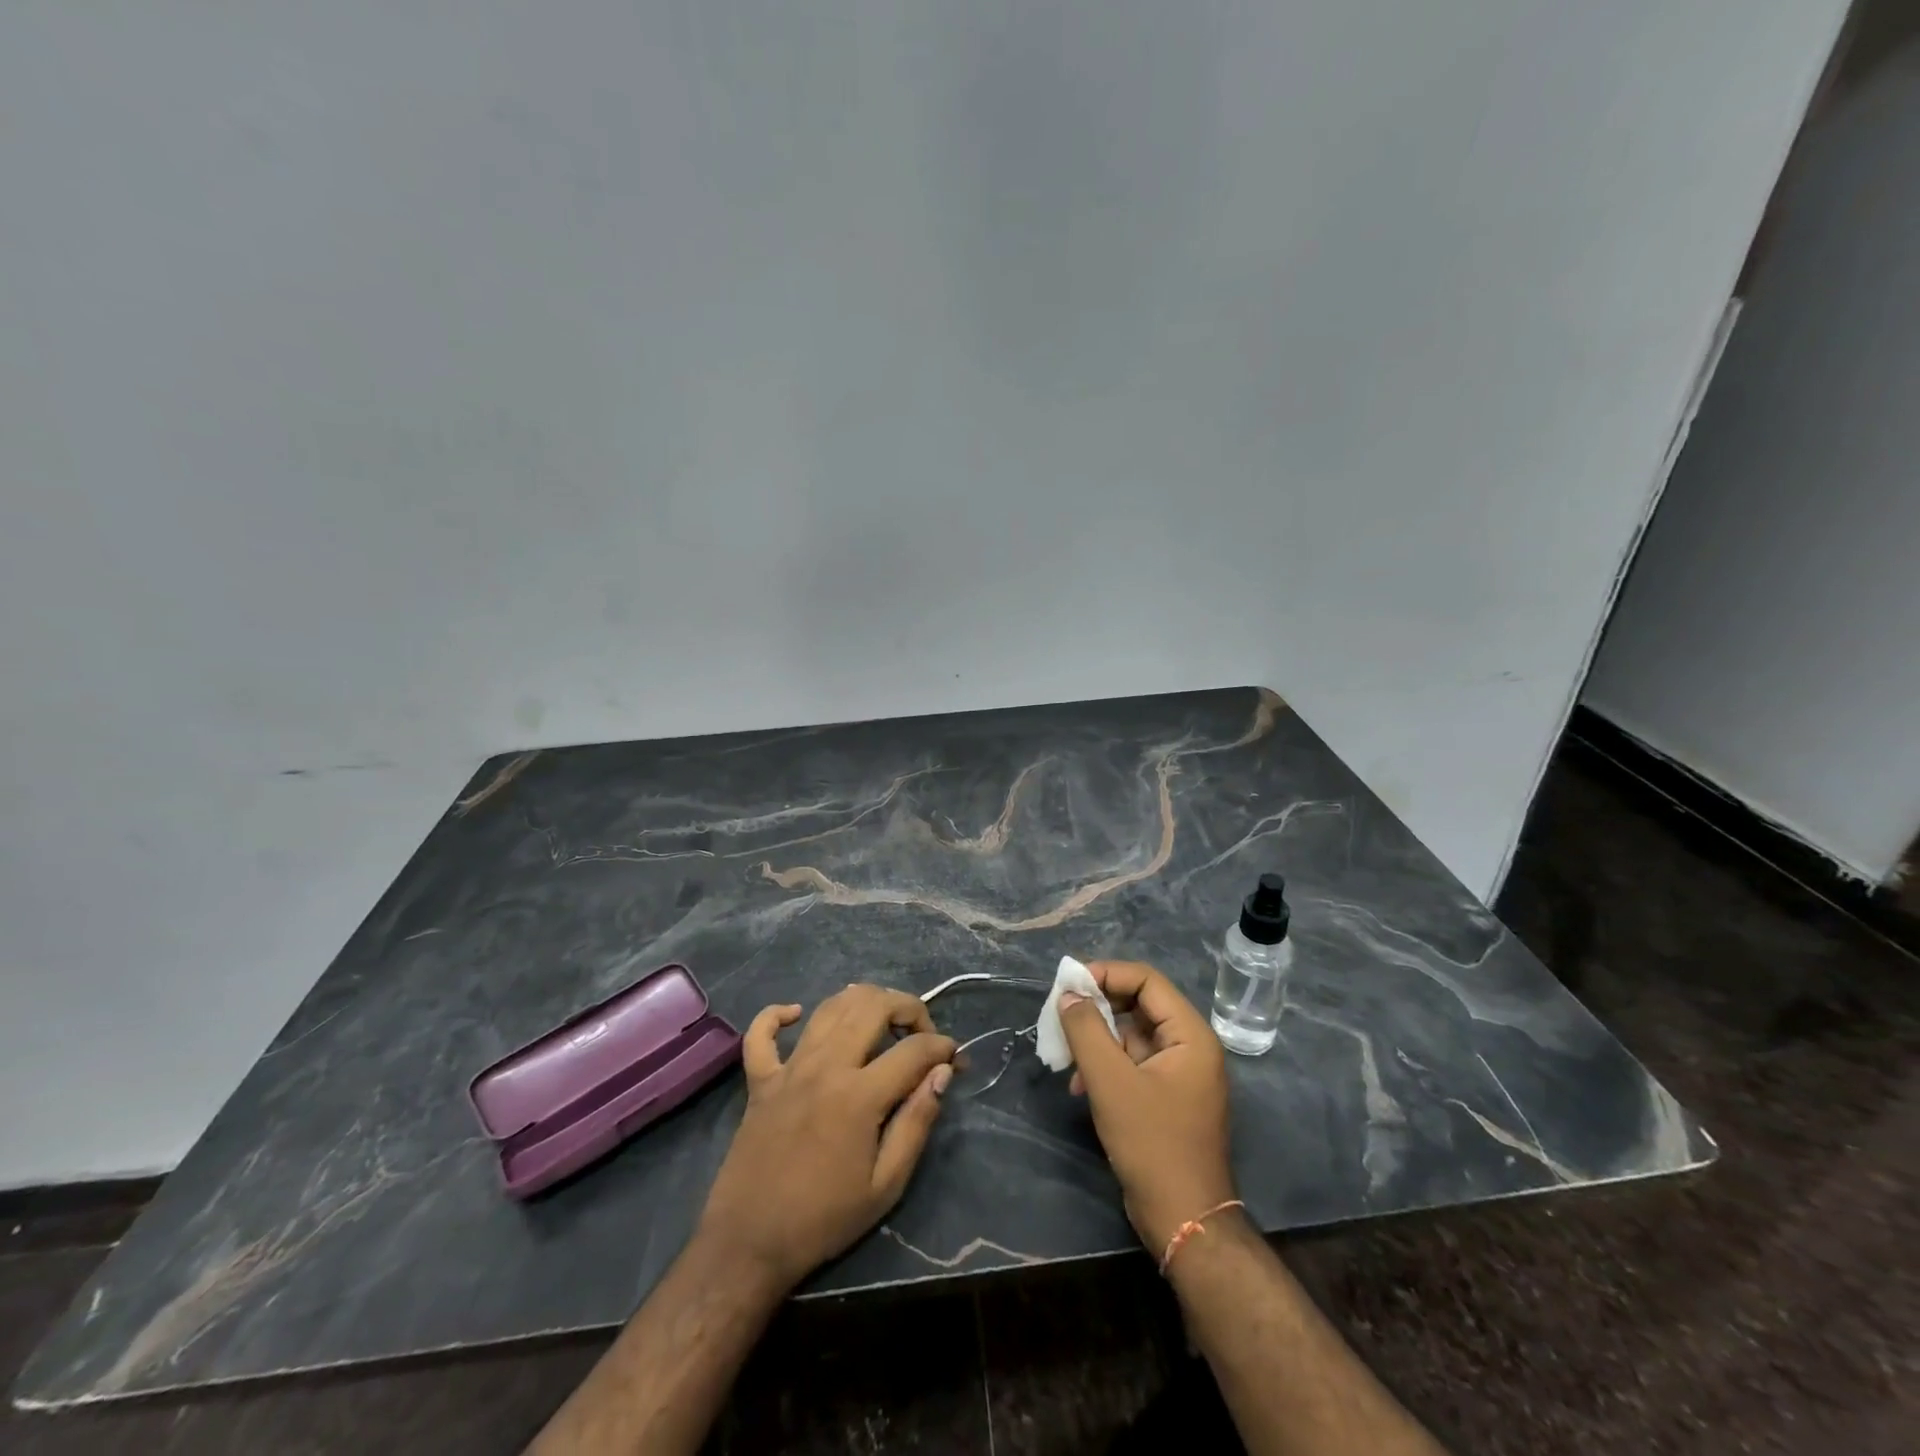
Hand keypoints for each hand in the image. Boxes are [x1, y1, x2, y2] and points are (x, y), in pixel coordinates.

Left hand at [697, 984, 955, 1290]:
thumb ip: (917, 1122)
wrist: (749, 1244)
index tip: (954, 1059)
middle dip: (908, 1008)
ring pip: (829, 1007)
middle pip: (872, 1006)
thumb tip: (942, 1073)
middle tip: (921, 1034)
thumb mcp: (886, 1185)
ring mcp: (788, 1068)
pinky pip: (762, 1032)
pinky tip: (797, 1015)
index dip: (942, 1048)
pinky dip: (779, 1014)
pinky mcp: (760, 1080)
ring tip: (881, 1022)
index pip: (913, 1049)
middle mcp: (825, 1066)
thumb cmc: (824, 1219)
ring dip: (862, 1002)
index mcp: (859, 1095)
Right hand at [1060, 960, 1236, 1253]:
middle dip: (1097, 1009)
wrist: (1184, 1221)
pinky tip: (1080, 1085)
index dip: (1107, 974)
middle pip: (1138, 1005)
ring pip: (1132, 1035)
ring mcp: (1180, 1074)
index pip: (1147, 981)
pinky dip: (1106, 1065)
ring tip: (1065, 1056)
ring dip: (1097, 1039)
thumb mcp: (1111, 1083)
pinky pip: (1133, 1063)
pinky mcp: (1167, 1097)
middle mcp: (1190, 1047)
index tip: (1070, 984)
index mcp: (1190, 1035)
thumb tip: (1069, 994)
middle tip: (1061, 1016)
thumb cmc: (1152, 1145)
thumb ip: (1087, 1031)